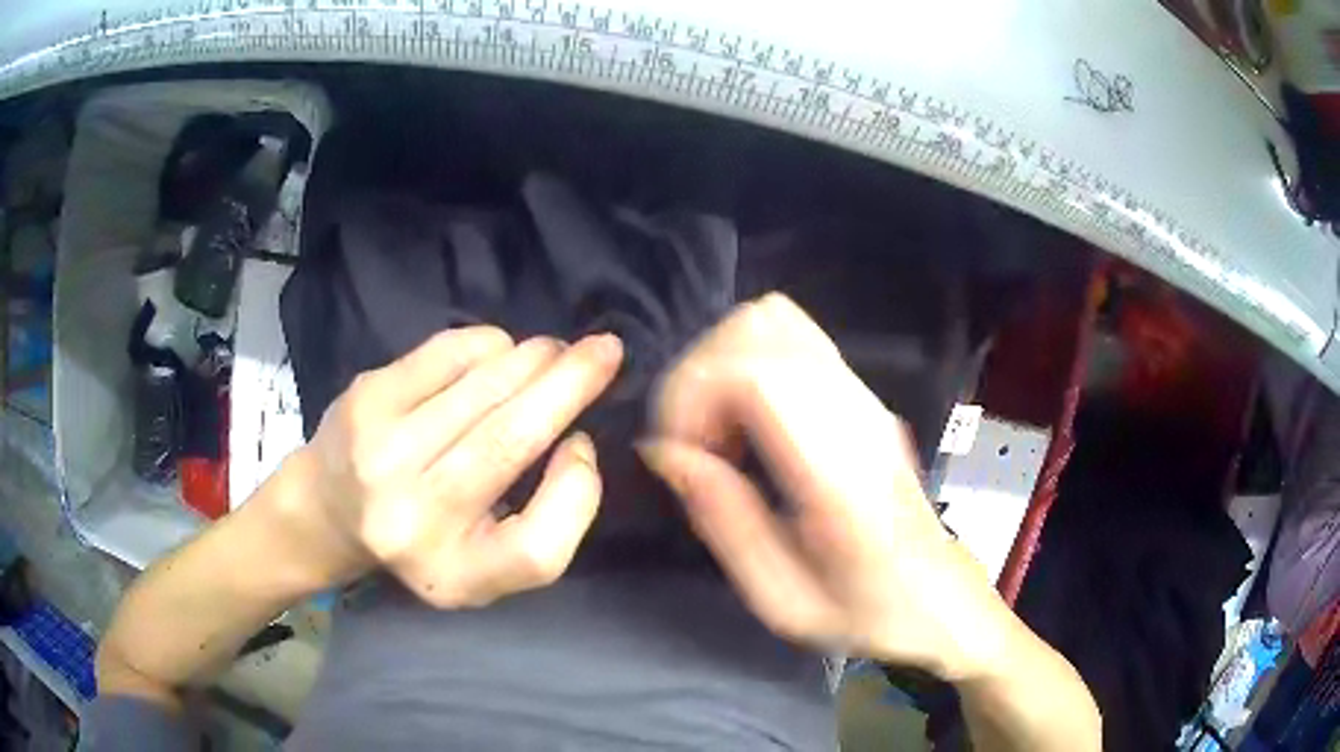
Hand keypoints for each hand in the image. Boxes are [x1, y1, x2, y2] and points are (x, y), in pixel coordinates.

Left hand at [288, 327, 622, 607]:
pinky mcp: (367, 398)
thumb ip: (543, 526)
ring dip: (535, 357)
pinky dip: (490, 344)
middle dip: (571, 383)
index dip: (578, 489)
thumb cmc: (419, 539)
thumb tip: (574, 440)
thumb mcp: (484, 567)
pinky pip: (449, 353)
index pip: (539, 550)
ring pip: (485, 386)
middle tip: (607, 351)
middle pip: (512, 440)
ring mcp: (382, 454)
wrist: (326, 509)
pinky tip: (499, 352)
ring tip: (554, 352)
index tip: (584, 445)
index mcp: (452, 576)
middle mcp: (412, 522)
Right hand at [639, 294, 1010, 679]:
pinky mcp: (861, 392)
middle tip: (696, 446)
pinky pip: (793, 336)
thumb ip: (722, 519)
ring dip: (723, 363)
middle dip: (700, 377)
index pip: (755, 372)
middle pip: (758, 327)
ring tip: (719, 431)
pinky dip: (749, 359)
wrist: (935, 595)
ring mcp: (864, 393)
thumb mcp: (780, 598)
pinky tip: (747, 419)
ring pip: (774, 319)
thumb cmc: (862, 611)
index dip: (693, 394)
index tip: (678, 451)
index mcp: (838, 472)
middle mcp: (855, 412)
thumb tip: (664, 451)